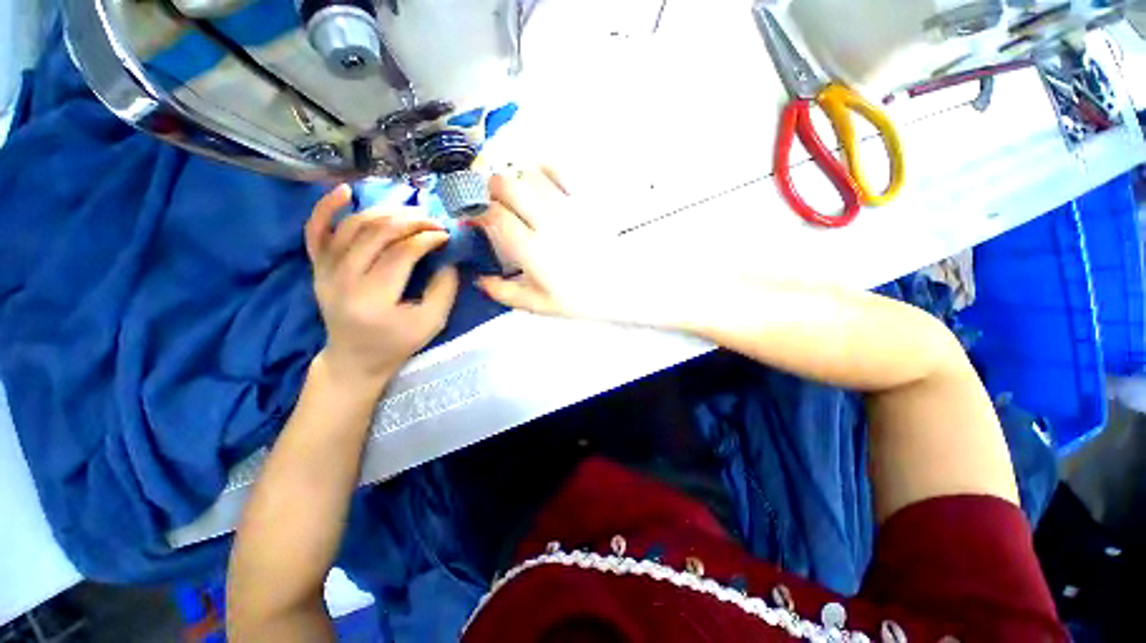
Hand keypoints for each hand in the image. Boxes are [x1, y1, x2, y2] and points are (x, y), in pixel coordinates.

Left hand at [305, 185, 459, 391]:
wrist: (354, 358)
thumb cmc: (397, 343)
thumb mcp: (432, 323)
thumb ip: (444, 289)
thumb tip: (448, 257)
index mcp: (372, 298)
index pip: (401, 253)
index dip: (427, 238)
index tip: (446, 236)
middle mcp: (342, 280)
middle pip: (377, 233)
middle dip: (411, 221)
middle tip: (433, 221)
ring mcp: (324, 271)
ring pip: (353, 226)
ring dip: (385, 212)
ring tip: (410, 212)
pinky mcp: (317, 267)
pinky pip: (315, 231)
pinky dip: (327, 207)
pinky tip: (345, 191)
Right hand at [474, 168, 660, 323]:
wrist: (622, 288)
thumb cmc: (581, 300)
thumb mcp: (539, 305)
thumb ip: (504, 293)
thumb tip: (479, 280)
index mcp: (532, 251)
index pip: (493, 216)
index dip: (477, 213)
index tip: (474, 220)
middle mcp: (547, 222)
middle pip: (505, 185)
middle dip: (489, 191)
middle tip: (493, 206)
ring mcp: (567, 207)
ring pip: (528, 172)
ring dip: (515, 180)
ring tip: (517, 197)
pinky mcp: (584, 200)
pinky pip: (559, 169)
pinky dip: (543, 169)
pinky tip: (541, 183)